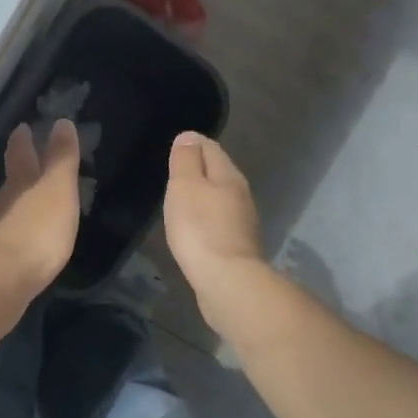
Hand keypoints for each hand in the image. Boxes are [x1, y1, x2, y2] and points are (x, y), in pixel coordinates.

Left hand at [0, 120, 81, 293]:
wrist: (5, 279)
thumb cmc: (39, 229)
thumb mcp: (57, 189)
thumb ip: (61, 159)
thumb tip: (61, 122)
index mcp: (20, 184)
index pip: (20, 155)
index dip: (23, 141)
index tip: (21, 128)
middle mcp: (2, 203)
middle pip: (11, 182)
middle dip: (19, 171)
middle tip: (25, 160)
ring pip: (7, 209)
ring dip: (17, 203)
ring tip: (29, 202)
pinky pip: (8, 236)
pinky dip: (17, 231)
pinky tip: (24, 240)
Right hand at [164, 132, 266, 332]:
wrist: (227, 281)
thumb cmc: (200, 228)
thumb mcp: (185, 186)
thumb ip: (186, 160)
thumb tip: (189, 136)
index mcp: (229, 175)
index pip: (210, 148)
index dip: (192, 144)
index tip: (175, 146)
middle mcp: (241, 194)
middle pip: (219, 172)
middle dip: (199, 169)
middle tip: (175, 172)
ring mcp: (242, 222)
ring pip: (221, 198)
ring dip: (204, 196)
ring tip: (182, 199)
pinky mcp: (237, 247)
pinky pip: (219, 222)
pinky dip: (207, 219)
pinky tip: (195, 229)